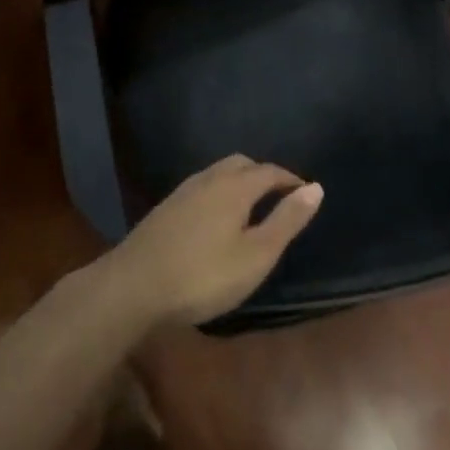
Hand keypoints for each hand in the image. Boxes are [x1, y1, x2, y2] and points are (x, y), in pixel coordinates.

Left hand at [102, 156, 323, 327]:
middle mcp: (209, 179)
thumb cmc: (203, 275)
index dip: (290, 180)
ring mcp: (183, 192)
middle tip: (278, 197)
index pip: (270, 171)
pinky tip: (215, 218)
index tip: (305, 194)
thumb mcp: (255, 255)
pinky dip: (219, 192)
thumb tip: (316, 187)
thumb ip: (286, 220)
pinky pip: (202, 187)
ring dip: (239, 181)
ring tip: (250, 207)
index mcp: (235, 186)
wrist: (133, 286)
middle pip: (242, 164)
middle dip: (264, 174)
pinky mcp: (165, 208)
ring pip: (218, 173)